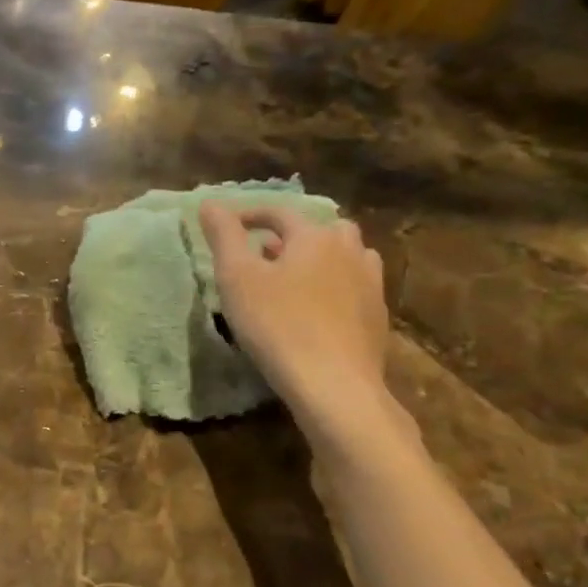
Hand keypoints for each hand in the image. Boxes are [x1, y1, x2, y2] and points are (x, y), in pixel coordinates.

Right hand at [199, 201, 391, 431]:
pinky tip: (319, 309)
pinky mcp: (378, 316)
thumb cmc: (277, 325)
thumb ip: (224, 236)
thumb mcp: (237, 278)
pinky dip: (336, 286)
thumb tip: (209, 202)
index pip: (279, 213)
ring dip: (320, 258)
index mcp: (314, 236)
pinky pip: (356, 286)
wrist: (333, 384)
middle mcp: (349, 250)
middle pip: (321, 229)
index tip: (227, 227)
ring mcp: (370, 284)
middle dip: (292, 236)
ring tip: (295, 279)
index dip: (251, 216)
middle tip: (265, 254)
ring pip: (346, 256)